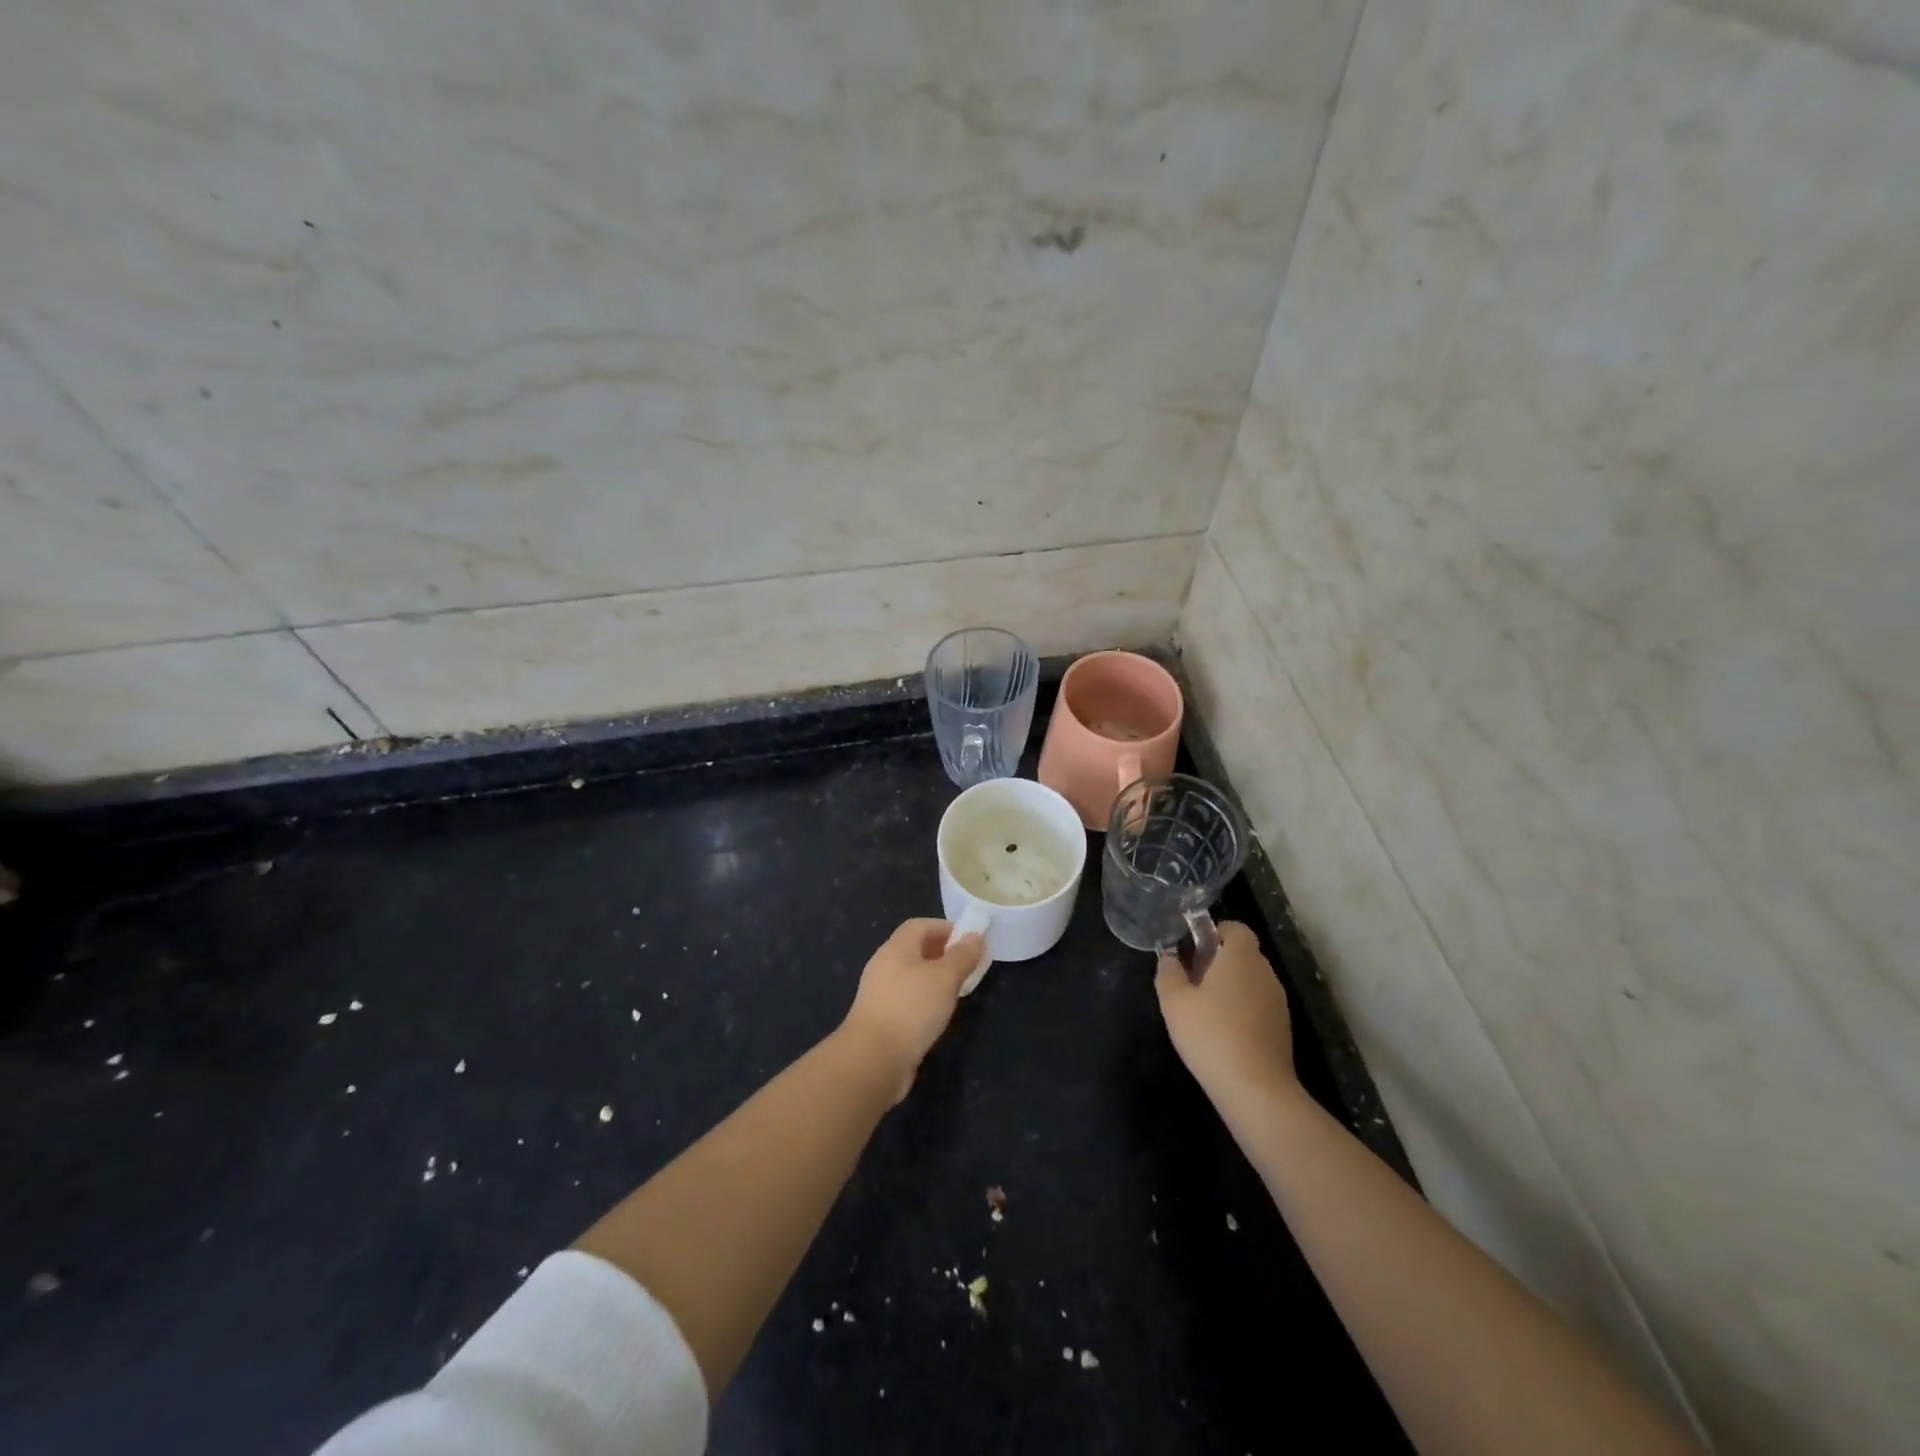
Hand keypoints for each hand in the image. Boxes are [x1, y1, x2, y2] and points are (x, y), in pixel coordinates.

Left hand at [842, 919, 983, 1101]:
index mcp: (896, 948)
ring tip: (958, 990)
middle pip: (915, 949)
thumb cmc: (911, 1008)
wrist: (874, 1059)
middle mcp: (884, 965)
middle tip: (968, 965)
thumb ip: (962, 955)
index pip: (920, 925)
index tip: (970, 941)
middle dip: (943, 953)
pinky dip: (925, 1000)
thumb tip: (976, 936)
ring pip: (912, 976)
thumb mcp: (945, 977)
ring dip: (935, 978)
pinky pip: (908, 999)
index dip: (945, 928)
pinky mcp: (881, 1019)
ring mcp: (880, 993)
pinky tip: (939, 1014)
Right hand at [1155, 921, 1296, 1098]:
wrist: (1255, 1089)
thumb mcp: (1174, 1001)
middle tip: (1191, 980)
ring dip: (1230, 987)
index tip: (1193, 950)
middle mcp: (1265, 973)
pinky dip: (1242, 1009)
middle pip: (1243, 954)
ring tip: (1204, 1009)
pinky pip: (1259, 1005)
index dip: (1215, 932)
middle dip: (1219, 961)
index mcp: (1241, 957)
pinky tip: (1223, 1033)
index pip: (1236, 928)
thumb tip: (1169, 957)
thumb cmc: (1210, 1034)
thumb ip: (1168, 972)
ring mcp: (1278, 1002)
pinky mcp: (1282, 1028)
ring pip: (1251, 981)